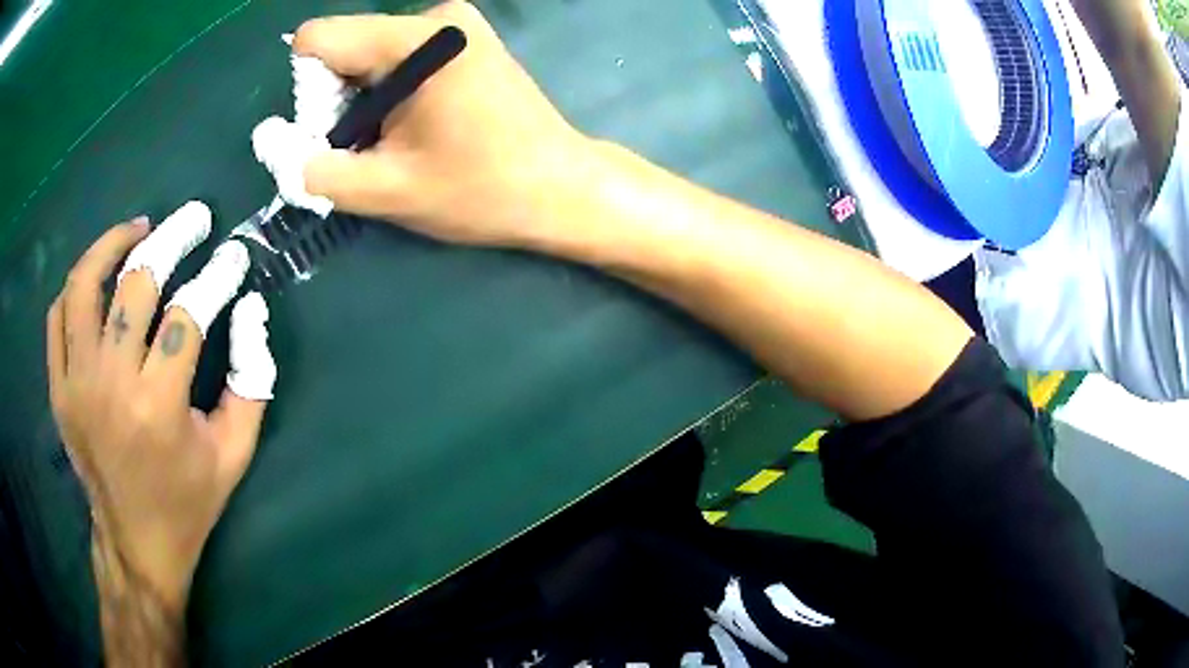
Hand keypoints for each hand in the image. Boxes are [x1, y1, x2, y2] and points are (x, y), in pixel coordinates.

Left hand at [46, 202, 275, 614]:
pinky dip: (77, 285)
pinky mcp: (58, 389)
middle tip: (193, 219)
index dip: (217, 275)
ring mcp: (76, 384)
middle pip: (136, 284)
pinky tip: (98, 278)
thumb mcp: (235, 453)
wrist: (135, 543)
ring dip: (113, 244)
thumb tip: (250, 312)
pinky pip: (58, 315)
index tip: (233, 256)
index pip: (189, 314)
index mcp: (159, 408)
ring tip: (138, 230)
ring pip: (85, 285)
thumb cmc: (187, 502)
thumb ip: (252, 380)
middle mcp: (111, 386)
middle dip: (171, 239)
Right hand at [292, 2, 599, 246]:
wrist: (562, 188)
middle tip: (370, 148)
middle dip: (337, 102)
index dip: (307, 90)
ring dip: (364, 105)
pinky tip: (415, 129)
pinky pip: (397, 61)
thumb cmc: (484, 190)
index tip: (334, 131)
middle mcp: (434, 17)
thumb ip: (316, 171)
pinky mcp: (462, 43)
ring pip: (368, 59)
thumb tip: (273, 146)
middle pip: (344, 49)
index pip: (318, 39)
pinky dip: (389, 97)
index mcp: (416, 39)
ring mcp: (453, 27)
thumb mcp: (389, 190)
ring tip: (398, 144)